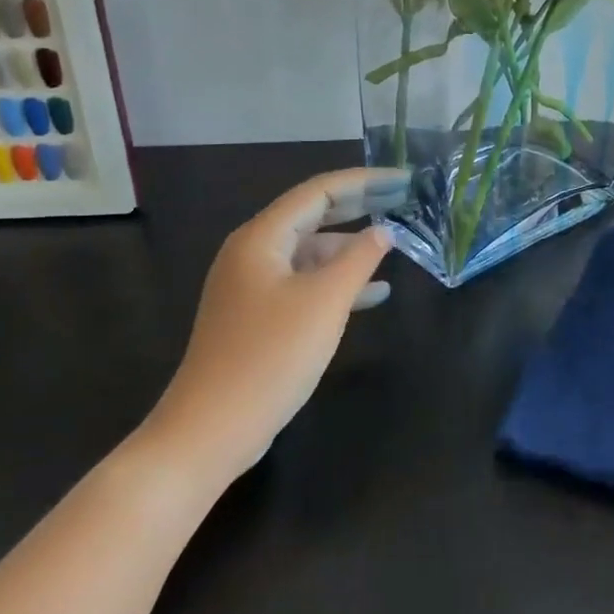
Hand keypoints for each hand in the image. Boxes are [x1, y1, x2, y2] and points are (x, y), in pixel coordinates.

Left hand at [138, 167, 407, 492]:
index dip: (364, 181)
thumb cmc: (270, 357)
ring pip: (310, 251)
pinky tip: (372, 294)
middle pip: (312, 215)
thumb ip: (359, 259)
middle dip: (359, 207)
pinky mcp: (257, 316)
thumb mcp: (325, 302)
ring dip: (350, 247)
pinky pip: (304, 282)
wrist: (209, 431)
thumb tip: (383, 231)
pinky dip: (336, 281)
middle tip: (403, 201)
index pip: (319, 191)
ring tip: (393, 247)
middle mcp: (252, 253)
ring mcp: (252, 287)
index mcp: (261, 238)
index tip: (403, 181)